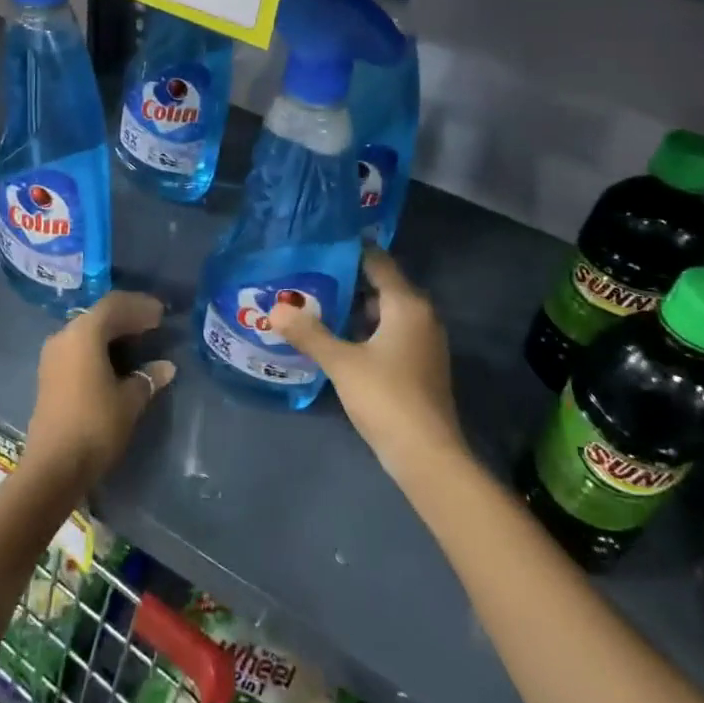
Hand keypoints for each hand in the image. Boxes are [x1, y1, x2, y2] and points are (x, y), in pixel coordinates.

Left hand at [23, 291, 174, 491]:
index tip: (162, 314)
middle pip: (99, 315)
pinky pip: (79, 348)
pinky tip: (117, 360)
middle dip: (128, 317)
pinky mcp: (49, 375)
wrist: (53, 467)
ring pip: (87, 332)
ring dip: (113, 332)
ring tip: (139, 340)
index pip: (115, 305)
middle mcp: (65, 335)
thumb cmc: (95, 425)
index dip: (140, 306)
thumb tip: (166, 366)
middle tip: (154, 324)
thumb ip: (148, 377)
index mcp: (84, 333)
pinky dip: (100, 347)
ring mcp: (53, 356)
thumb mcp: (130, 400)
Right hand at [269, 249, 465, 484]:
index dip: (349, 251)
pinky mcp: (420, 365)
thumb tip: (275, 309)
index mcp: (407, 304)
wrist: (428, 456)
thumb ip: (309, 333)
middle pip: (381, 286)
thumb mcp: (342, 363)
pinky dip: (366, 330)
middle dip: (346, 280)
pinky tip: (338, 339)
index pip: (378, 262)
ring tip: (316, 304)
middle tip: (308, 276)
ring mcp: (424, 342)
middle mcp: (422, 315)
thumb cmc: (387, 398)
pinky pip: (391, 333)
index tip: (318, 246)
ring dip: (354, 308)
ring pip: (385, 312)